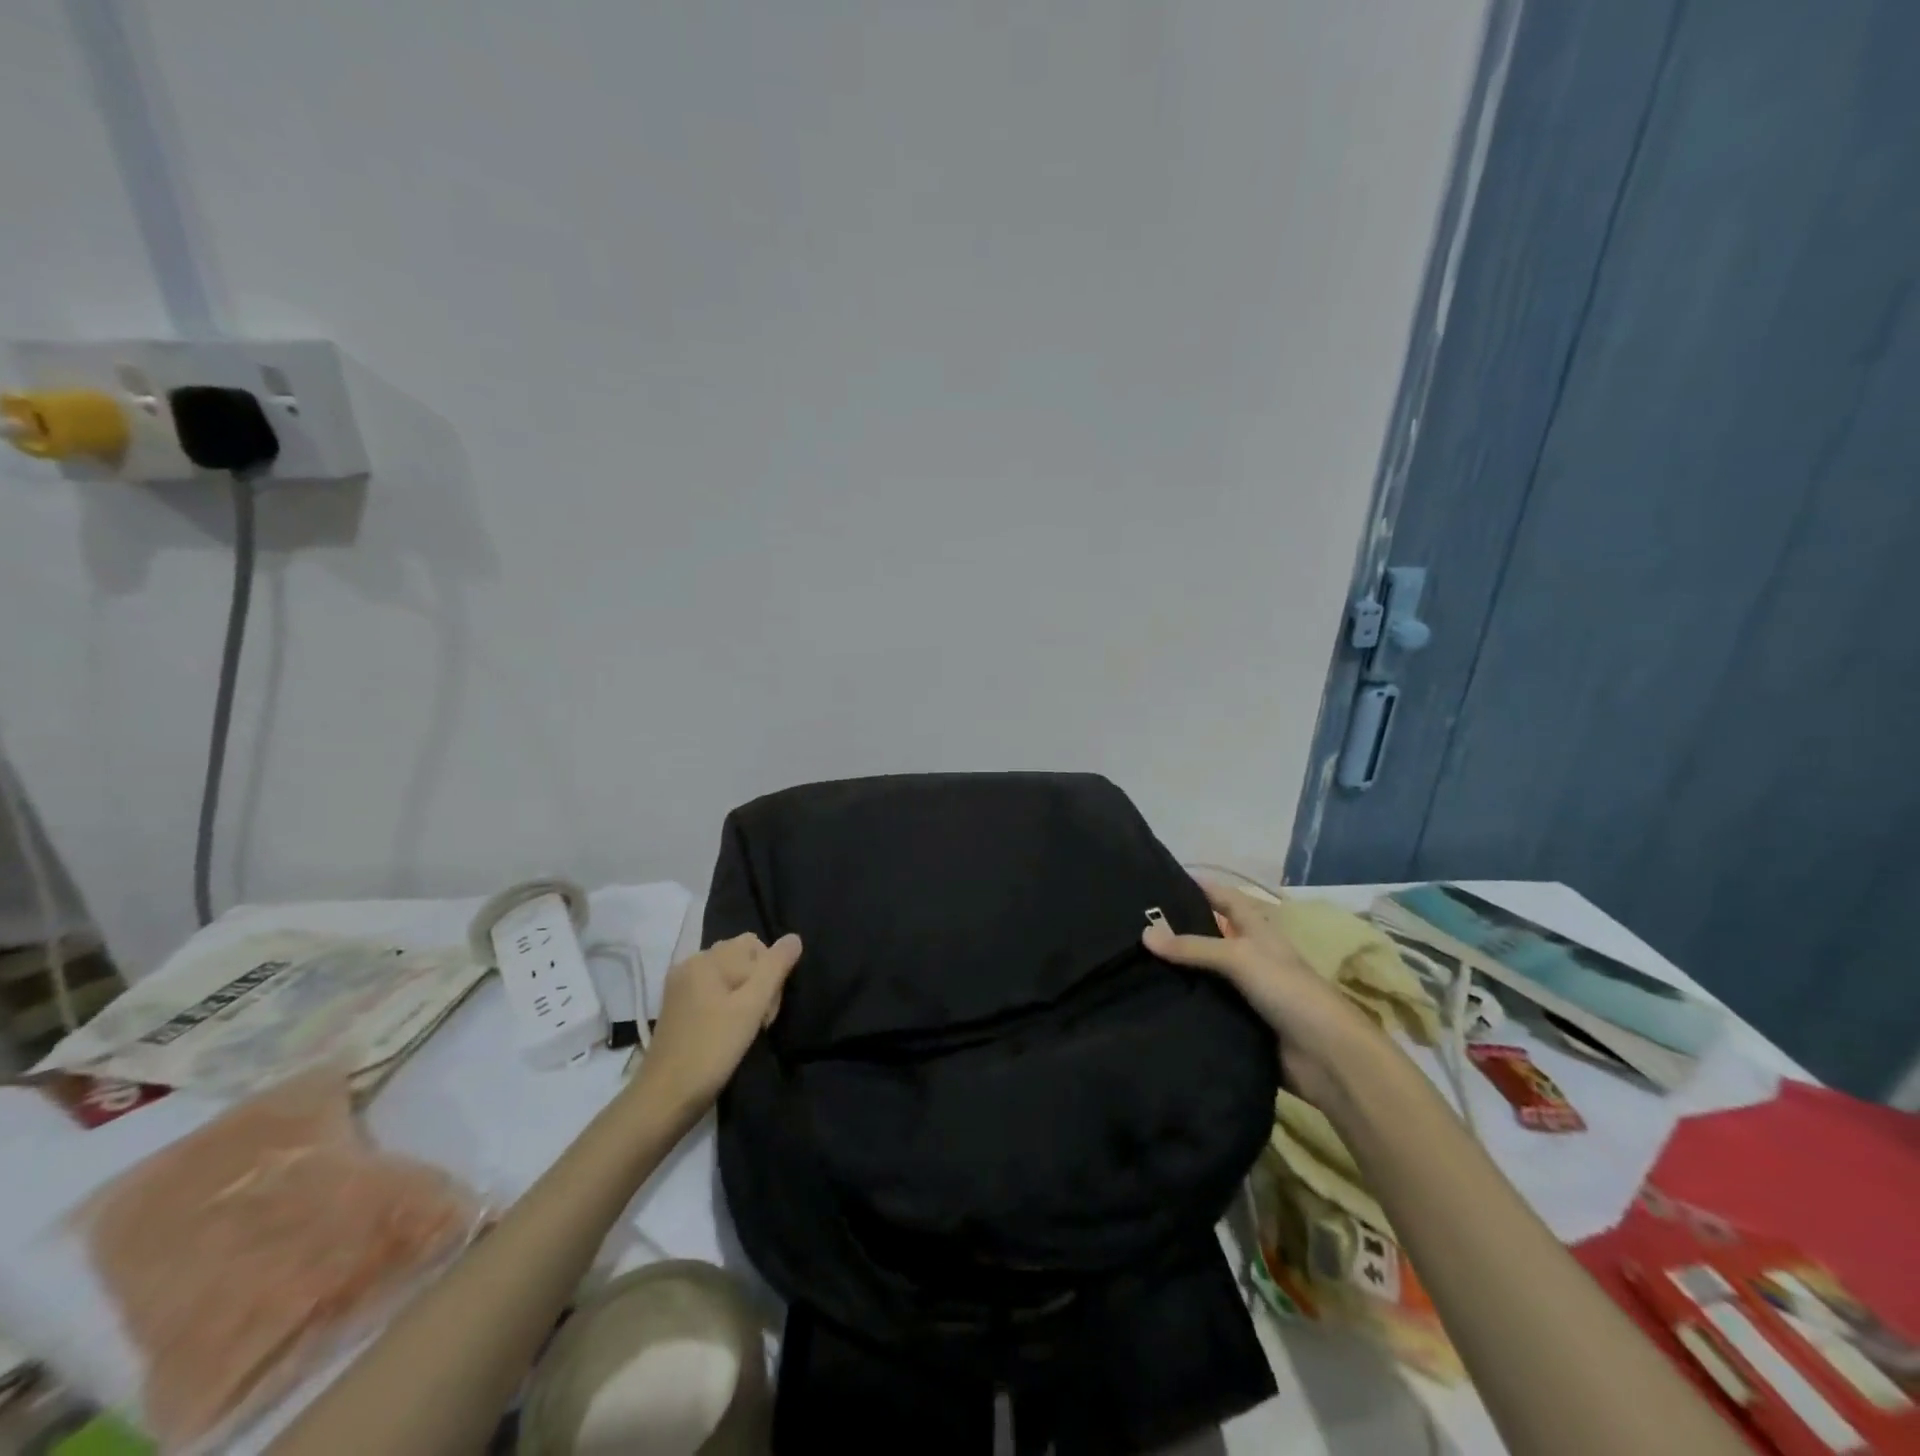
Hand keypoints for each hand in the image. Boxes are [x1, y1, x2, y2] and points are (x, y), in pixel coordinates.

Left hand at [632, 933, 801, 1116]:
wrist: (665, 1099)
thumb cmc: (711, 1050)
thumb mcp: (751, 1007)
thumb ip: (775, 968)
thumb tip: (794, 938)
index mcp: (706, 959)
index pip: (755, 946)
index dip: (771, 973)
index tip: (766, 1009)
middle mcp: (690, 965)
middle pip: (742, 958)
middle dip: (759, 984)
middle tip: (758, 1022)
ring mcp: (681, 987)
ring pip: (731, 977)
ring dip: (746, 998)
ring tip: (745, 1029)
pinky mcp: (678, 1008)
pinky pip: (715, 992)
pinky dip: (728, 1006)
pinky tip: (728, 1032)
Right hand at [1143, 882, 1376, 1105]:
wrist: (1326, 1058)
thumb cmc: (1289, 992)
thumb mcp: (1240, 958)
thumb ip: (1193, 947)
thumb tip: (1145, 933)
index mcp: (1258, 932)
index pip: (1226, 899)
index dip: (1201, 887)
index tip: (1161, 879)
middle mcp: (1251, 957)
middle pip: (1210, 936)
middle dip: (1178, 929)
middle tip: (1134, 925)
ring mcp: (1246, 993)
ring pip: (1204, 974)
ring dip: (1177, 970)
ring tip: (1132, 961)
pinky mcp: (1239, 1024)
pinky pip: (1205, 1007)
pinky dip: (1184, 1003)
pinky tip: (1152, 1000)